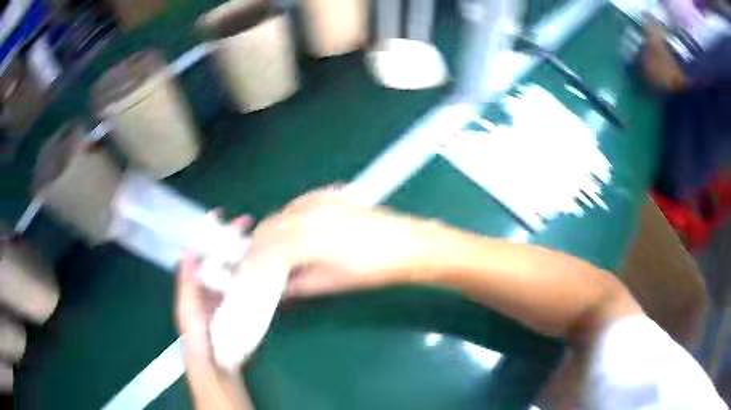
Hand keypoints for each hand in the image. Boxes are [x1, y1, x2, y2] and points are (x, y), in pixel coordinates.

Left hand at [175, 212, 252, 363]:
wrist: (216, 361)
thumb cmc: (197, 334)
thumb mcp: (186, 308)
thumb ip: (185, 282)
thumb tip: (187, 249)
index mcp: (197, 280)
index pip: (202, 249)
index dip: (209, 230)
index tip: (220, 213)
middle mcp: (213, 282)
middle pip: (222, 252)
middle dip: (233, 235)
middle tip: (248, 221)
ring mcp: (229, 291)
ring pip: (237, 264)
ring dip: (247, 249)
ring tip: (260, 236)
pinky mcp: (243, 302)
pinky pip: (249, 281)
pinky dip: (257, 269)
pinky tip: (267, 261)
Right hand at [237, 186, 431, 297]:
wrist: (405, 246)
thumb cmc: (370, 270)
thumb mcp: (330, 282)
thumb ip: (298, 282)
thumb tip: (280, 285)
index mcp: (305, 237)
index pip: (266, 247)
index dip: (254, 260)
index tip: (249, 271)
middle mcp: (308, 213)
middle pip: (270, 226)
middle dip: (260, 245)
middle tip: (258, 262)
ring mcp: (320, 201)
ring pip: (283, 213)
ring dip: (273, 230)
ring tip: (274, 249)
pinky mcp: (332, 196)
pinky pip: (300, 203)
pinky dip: (290, 216)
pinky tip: (293, 229)